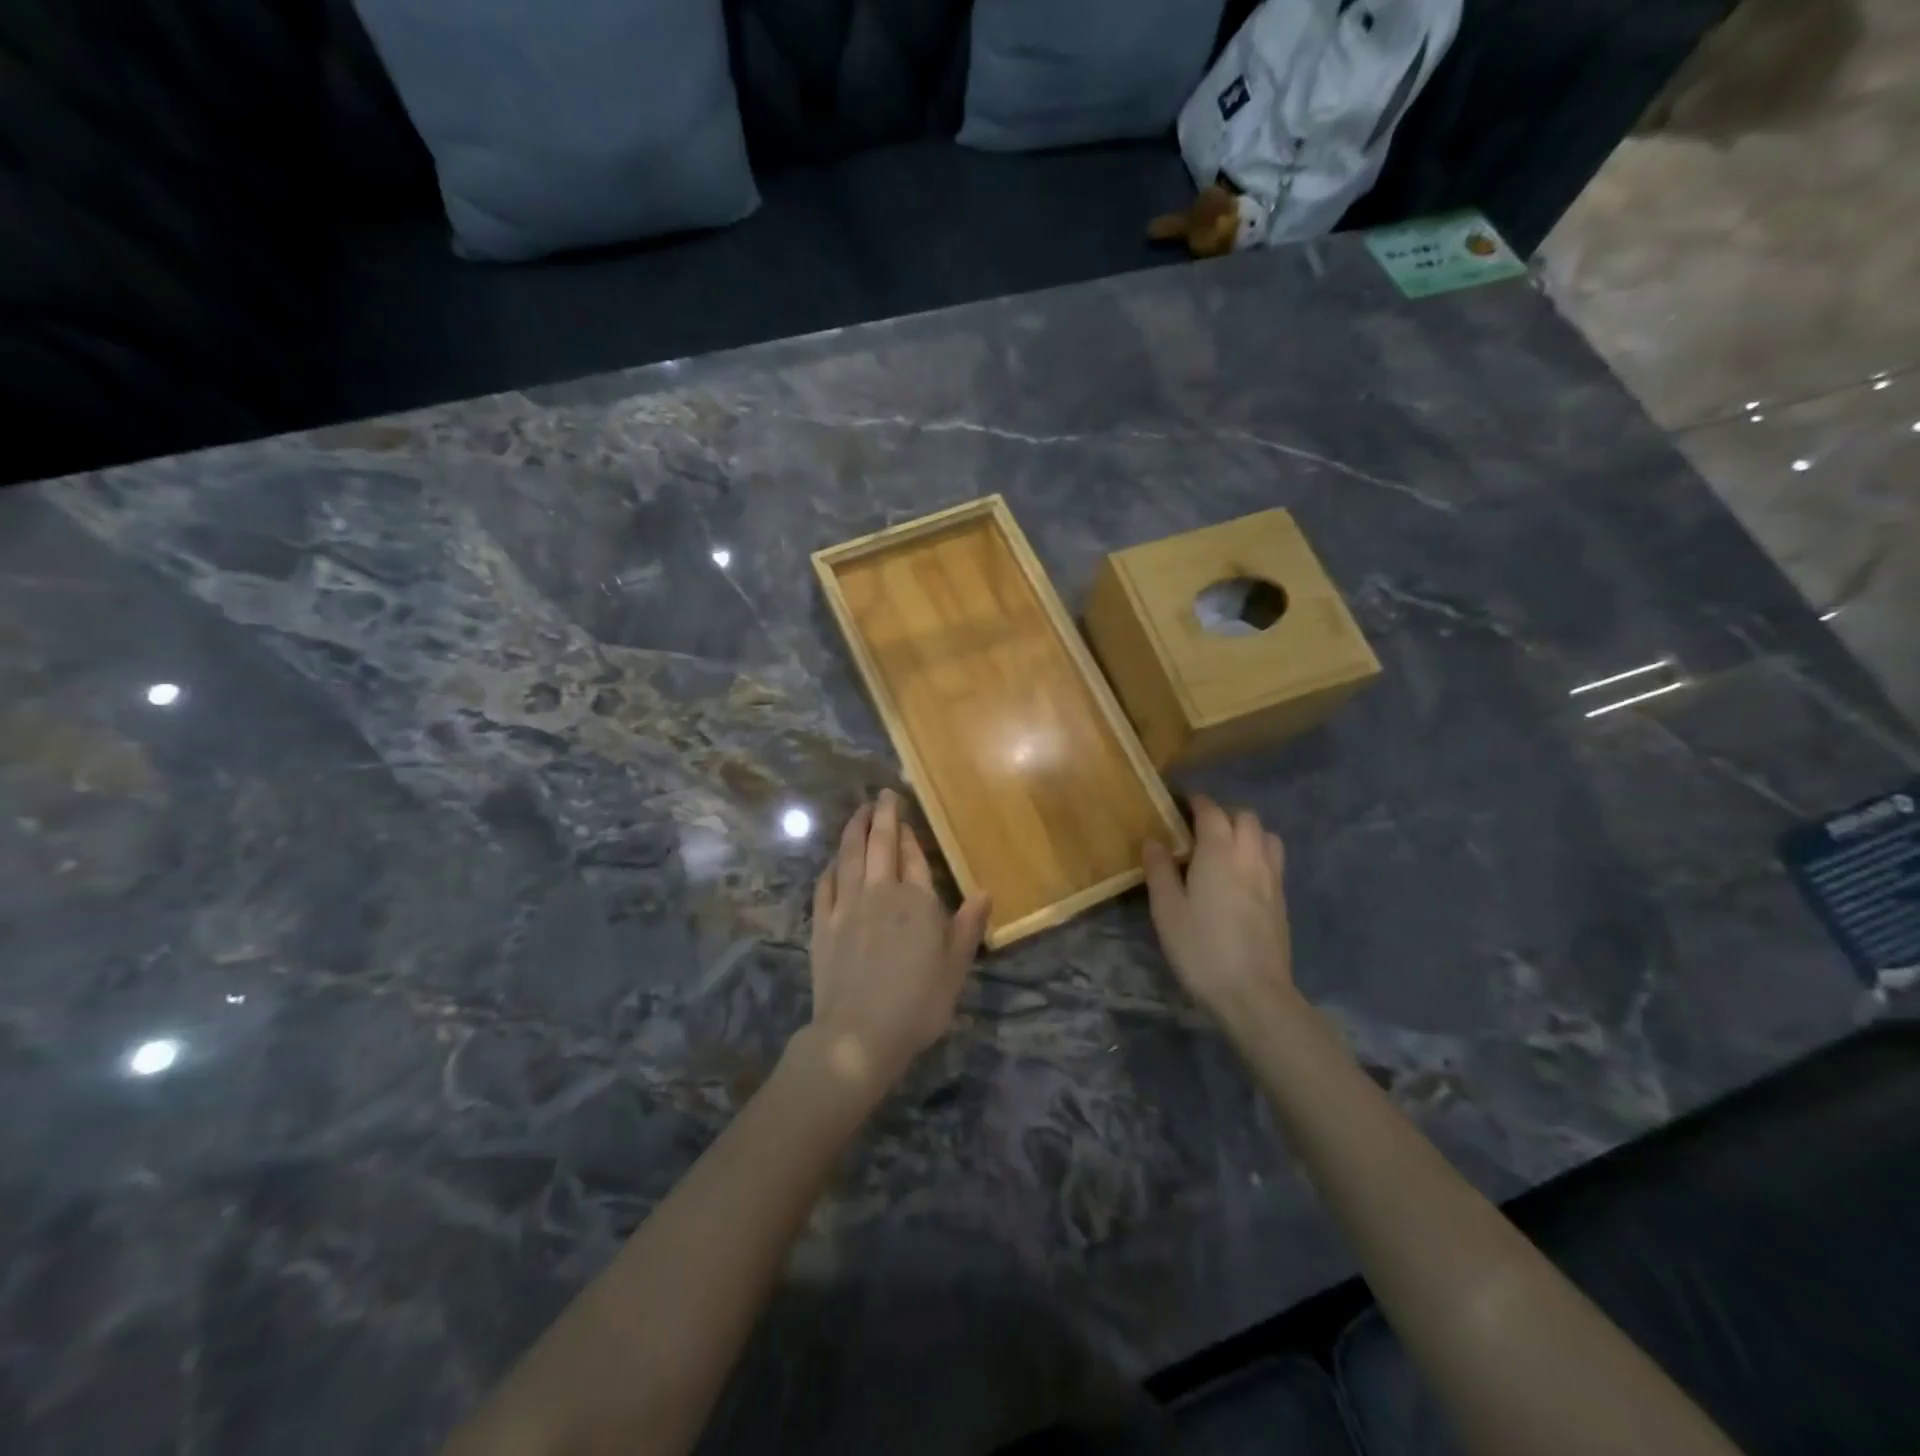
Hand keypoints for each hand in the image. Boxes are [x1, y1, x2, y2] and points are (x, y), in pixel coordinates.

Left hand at [807, 791, 991, 1089]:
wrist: (859, 1034)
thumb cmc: (918, 1004)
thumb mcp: (955, 968)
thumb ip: (968, 926)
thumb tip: (984, 890)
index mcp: (917, 901)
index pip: (914, 857)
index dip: (912, 835)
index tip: (907, 816)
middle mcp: (880, 892)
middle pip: (881, 844)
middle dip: (883, 815)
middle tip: (883, 794)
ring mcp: (847, 906)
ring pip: (850, 855)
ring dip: (854, 829)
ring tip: (859, 811)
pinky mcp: (823, 924)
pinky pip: (825, 884)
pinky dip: (831, 866)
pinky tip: (833, 860)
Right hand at [1143, 796, 1294, 1022]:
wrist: (1254, 994)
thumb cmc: (1201, 948)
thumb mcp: (1167, 910)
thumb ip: (1160, 870)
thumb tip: (1154, 840)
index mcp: (1219, 853)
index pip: (1212, 812)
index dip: (1197, 803)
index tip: (1181, 803)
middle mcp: (1250, 857)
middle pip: (1245, 817)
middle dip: (1223, 814)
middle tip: (1199, 829)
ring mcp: (1272, 878)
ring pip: (1266, 836)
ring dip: (1246, 832)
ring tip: (1225, 848)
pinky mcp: (1282, 900)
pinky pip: (1273, 860)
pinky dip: (1257, 853)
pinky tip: (1241, 877)